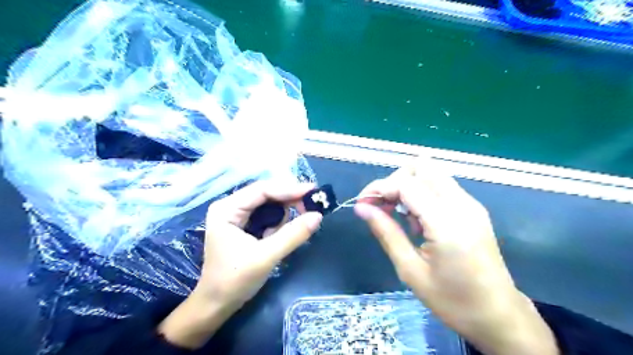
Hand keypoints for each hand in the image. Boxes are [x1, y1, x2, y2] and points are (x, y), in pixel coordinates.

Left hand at [160, 182, 321, 346]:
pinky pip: (268, 215)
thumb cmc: (235, 281)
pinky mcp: (244, 225)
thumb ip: (293, 235)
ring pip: (269, 204)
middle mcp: (231, 206)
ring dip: (285, 214)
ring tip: (289, 231)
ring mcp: (237, 215)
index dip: (289, 189)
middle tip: (312, 207)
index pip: (262, 190)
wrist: (217, 305)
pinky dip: (279, 222)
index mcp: (227, 209)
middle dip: (289, 200)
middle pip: (267, 194)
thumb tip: (318, 216)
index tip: (313, 191)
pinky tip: (279, 235)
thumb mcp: (266, 257)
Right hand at [356, 162, 557, 353]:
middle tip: (382, 206)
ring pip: (432, 172)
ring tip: (400, 215)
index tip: (363, 204)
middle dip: (395, 180)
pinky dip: (422, 193)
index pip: (406, 184)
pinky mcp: (473, 208)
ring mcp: (471, 204)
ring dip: (408, 185)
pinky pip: (441, 186)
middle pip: (421, 166)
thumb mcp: (411, 270)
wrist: (499, 315)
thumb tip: (362, 208)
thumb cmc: (452, 300)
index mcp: (446, 222)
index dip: (379, 188)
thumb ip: (386, 233)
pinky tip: (418, 220)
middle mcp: (462, 204)